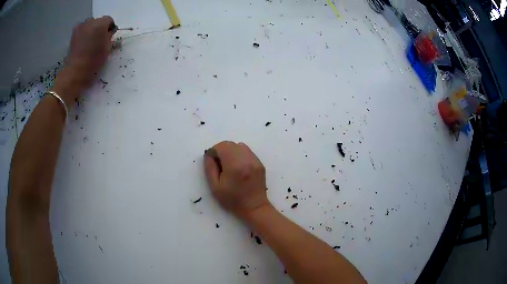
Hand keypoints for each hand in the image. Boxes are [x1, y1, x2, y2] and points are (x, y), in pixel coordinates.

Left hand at [53, 16, 115, 103]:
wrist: (75, 73)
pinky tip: (83, 45)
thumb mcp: (107, 49)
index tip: (109, 38)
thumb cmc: (93, 61)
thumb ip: (109, 36)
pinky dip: (84, 35)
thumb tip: (109, 32)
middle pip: (98, 21)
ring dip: (91, 31)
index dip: (110, 28)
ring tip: (90, 43)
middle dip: (100, 29)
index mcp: (100, 24)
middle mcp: (90, 22)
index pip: (109, 20)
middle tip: (99, 41)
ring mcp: (80, 28)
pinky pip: (82, 30)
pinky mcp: (73, 35)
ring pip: (89, 25)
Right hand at [203, 141, 270, 218]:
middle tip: (220, 165)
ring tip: (229, 166)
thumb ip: (210, 168)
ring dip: (231, 152)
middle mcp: (246, 159)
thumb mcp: (215, 187)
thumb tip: (209, 155)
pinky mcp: (259, 163)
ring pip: (239, 146)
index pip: (222, 146)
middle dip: (222, 151)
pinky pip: (247, 152)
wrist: (254, 207)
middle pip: (231, 144)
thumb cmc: (232, 200)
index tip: (212, 162)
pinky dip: (240, 155)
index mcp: (234, 165)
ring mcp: (255, 160)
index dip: (214, 152)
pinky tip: (239, 168)